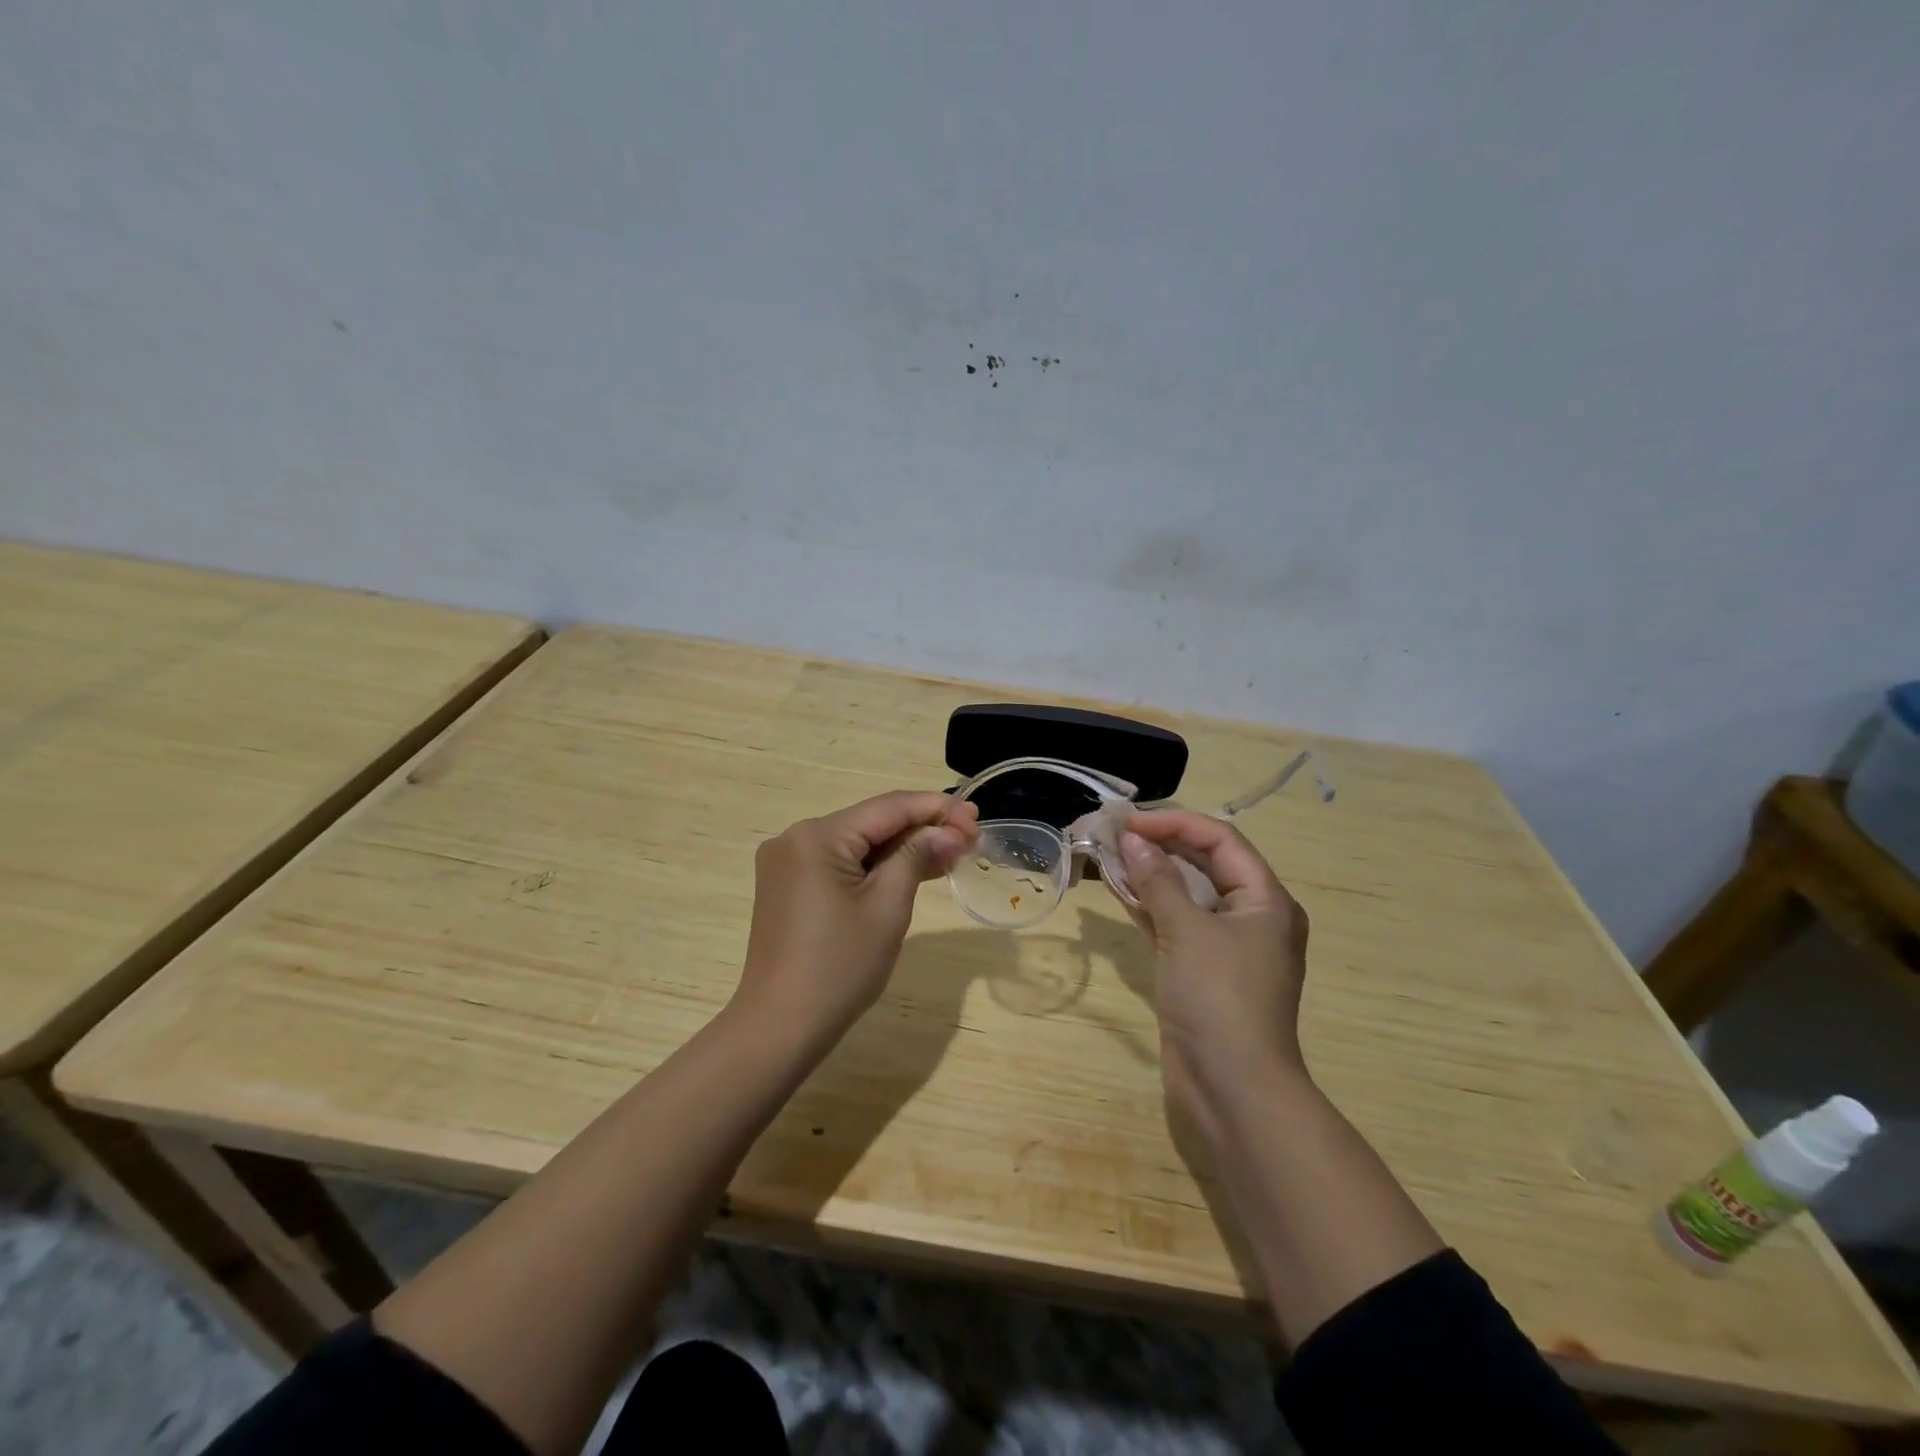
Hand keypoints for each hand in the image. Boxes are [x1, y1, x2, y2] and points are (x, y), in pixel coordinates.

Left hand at [736, 791, 979, 1050]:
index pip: (888, 807)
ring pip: (858, 844)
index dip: (936, 808)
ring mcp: (788, 863)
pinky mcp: (789, 886)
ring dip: (903, 849)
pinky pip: (841, 864)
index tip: (977, 817)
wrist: (780, 1027)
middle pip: (872, 822)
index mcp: (816, 836)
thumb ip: (917, 856)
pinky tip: (913, 870)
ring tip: (951, 853)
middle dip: (922, 829)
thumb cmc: (840, 966)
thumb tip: (948, 832)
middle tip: (970, 839)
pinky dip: (876, 867)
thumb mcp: (888, 907)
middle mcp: (796, 838)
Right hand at [1116, 810, 1310, 1139]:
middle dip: (1160, 844)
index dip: (1174, 823)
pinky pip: (1176, 923)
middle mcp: (1251, 915)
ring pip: (1187, 893)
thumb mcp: (1187, 931)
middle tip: (1113, 834)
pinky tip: (1119, 890)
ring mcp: (1226, 945)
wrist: (1232, 1089)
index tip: (1129, 823)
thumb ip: (1158, 880)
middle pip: (1204, 862)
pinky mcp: (1202, 969)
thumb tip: (1131, 840)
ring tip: (1108, 854)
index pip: (1220, 840)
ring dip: (1151, 873)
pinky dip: (1150, 905)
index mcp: (1265, 899)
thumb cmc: (1219, 998)